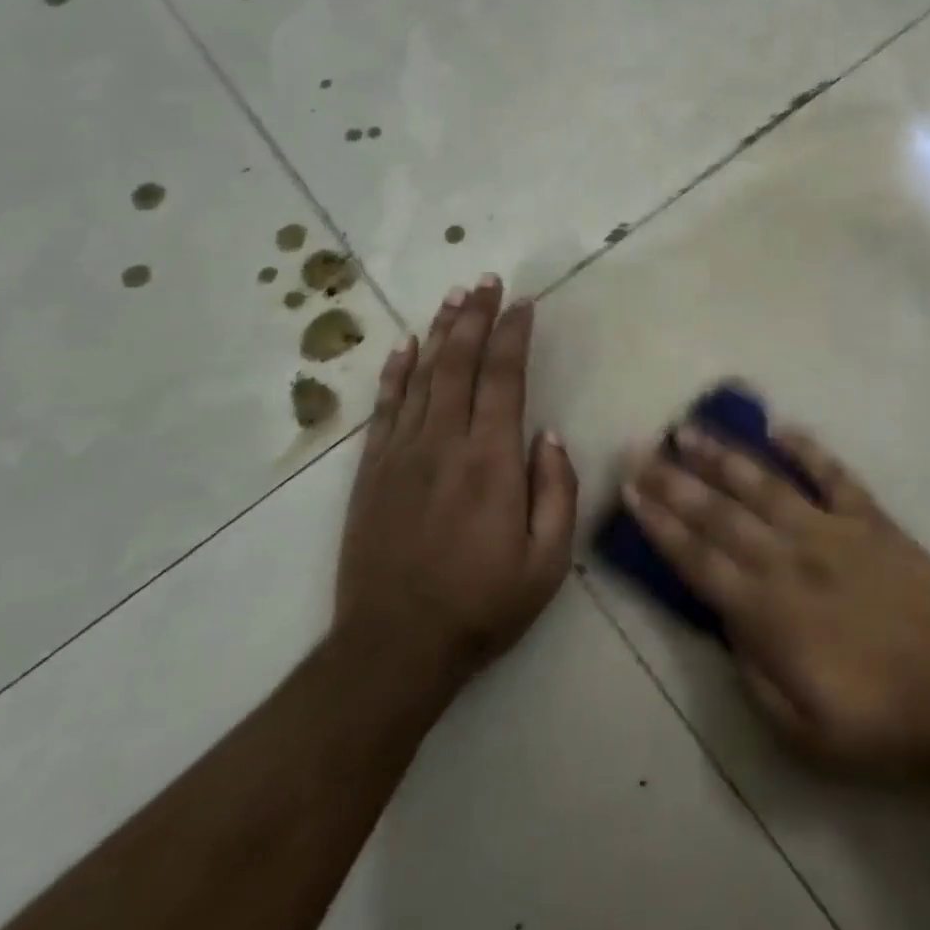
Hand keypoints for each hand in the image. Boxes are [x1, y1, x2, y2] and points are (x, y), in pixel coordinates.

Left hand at [336, 277, 577, 689]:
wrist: (394, 648)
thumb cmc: (482, 605)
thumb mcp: (547, 561)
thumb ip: (557, 491)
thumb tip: (548, 435)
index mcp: (491, 461)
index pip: (504, 378)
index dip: (513, 335)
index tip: (522, 303)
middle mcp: (444, 443)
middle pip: (460, 362)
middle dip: (475, 316)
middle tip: (487, 281)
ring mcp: (402, 454)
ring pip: (422, 375)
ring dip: (440, 331)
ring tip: (454, 297)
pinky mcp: (372, 471)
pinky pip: (385, 408)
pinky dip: (395, 372)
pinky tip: (404, 347)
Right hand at [625, 419, 929, 772]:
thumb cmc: (883, 722)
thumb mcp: (803, 730)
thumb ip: (753, 671)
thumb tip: (726, 620)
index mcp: (768, 611)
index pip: (697, 559)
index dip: (660, 524)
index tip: (630, 491)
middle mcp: (790, 558)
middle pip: (718, 513)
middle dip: (673, 480)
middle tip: (639, 449)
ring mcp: (832, 531)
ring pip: (764, 484)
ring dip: (722, 456)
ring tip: (688, 429)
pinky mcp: (871, 520)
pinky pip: (834, 475)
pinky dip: (807, 449)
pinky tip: (781, 429)